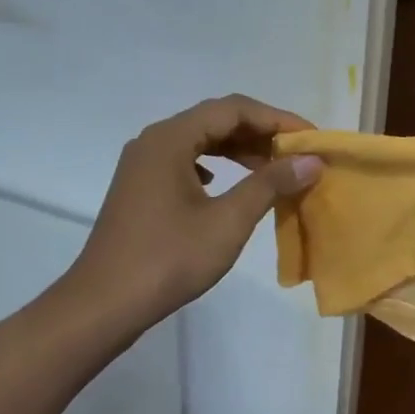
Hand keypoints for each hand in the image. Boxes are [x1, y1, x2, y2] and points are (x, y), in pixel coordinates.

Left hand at [67, 94, 323, 326]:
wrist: (104, 304)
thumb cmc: (168, 259)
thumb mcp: (227, 221)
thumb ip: (270, 184)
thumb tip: (310, 161)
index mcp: (171, 138)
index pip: (233, 109)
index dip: (276, 119)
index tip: (310, 139)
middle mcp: (154, 140)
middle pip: (215, 120)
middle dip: (259, 133)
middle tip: (296, 154)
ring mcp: (143, 163)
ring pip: (199, 141)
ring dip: (237, 150)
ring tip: (272, 169)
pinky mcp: (140, 187)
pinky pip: (185, 161)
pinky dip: (215, 166)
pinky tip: (227, 185)